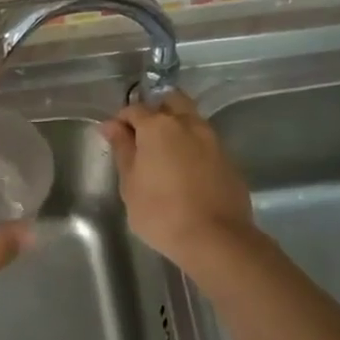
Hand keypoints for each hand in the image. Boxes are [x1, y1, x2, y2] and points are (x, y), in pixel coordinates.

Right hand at [100, 90, 255, 272]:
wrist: (215, 238)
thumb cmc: (160, 212)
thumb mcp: (130, 183)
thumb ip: (122, 149)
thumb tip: (111, 125)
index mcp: (158, 126)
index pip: (134, 109)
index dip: (121, 121)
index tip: (115, 138)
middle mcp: (188, 124)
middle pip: (170, 101)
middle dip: (155, 110)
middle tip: (142, 137)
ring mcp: (212, 139)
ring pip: (191, 119)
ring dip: (176, 126)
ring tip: (164, 154)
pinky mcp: (228, 158)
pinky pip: (205, 141)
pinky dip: (192, 146)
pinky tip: (184, 170)